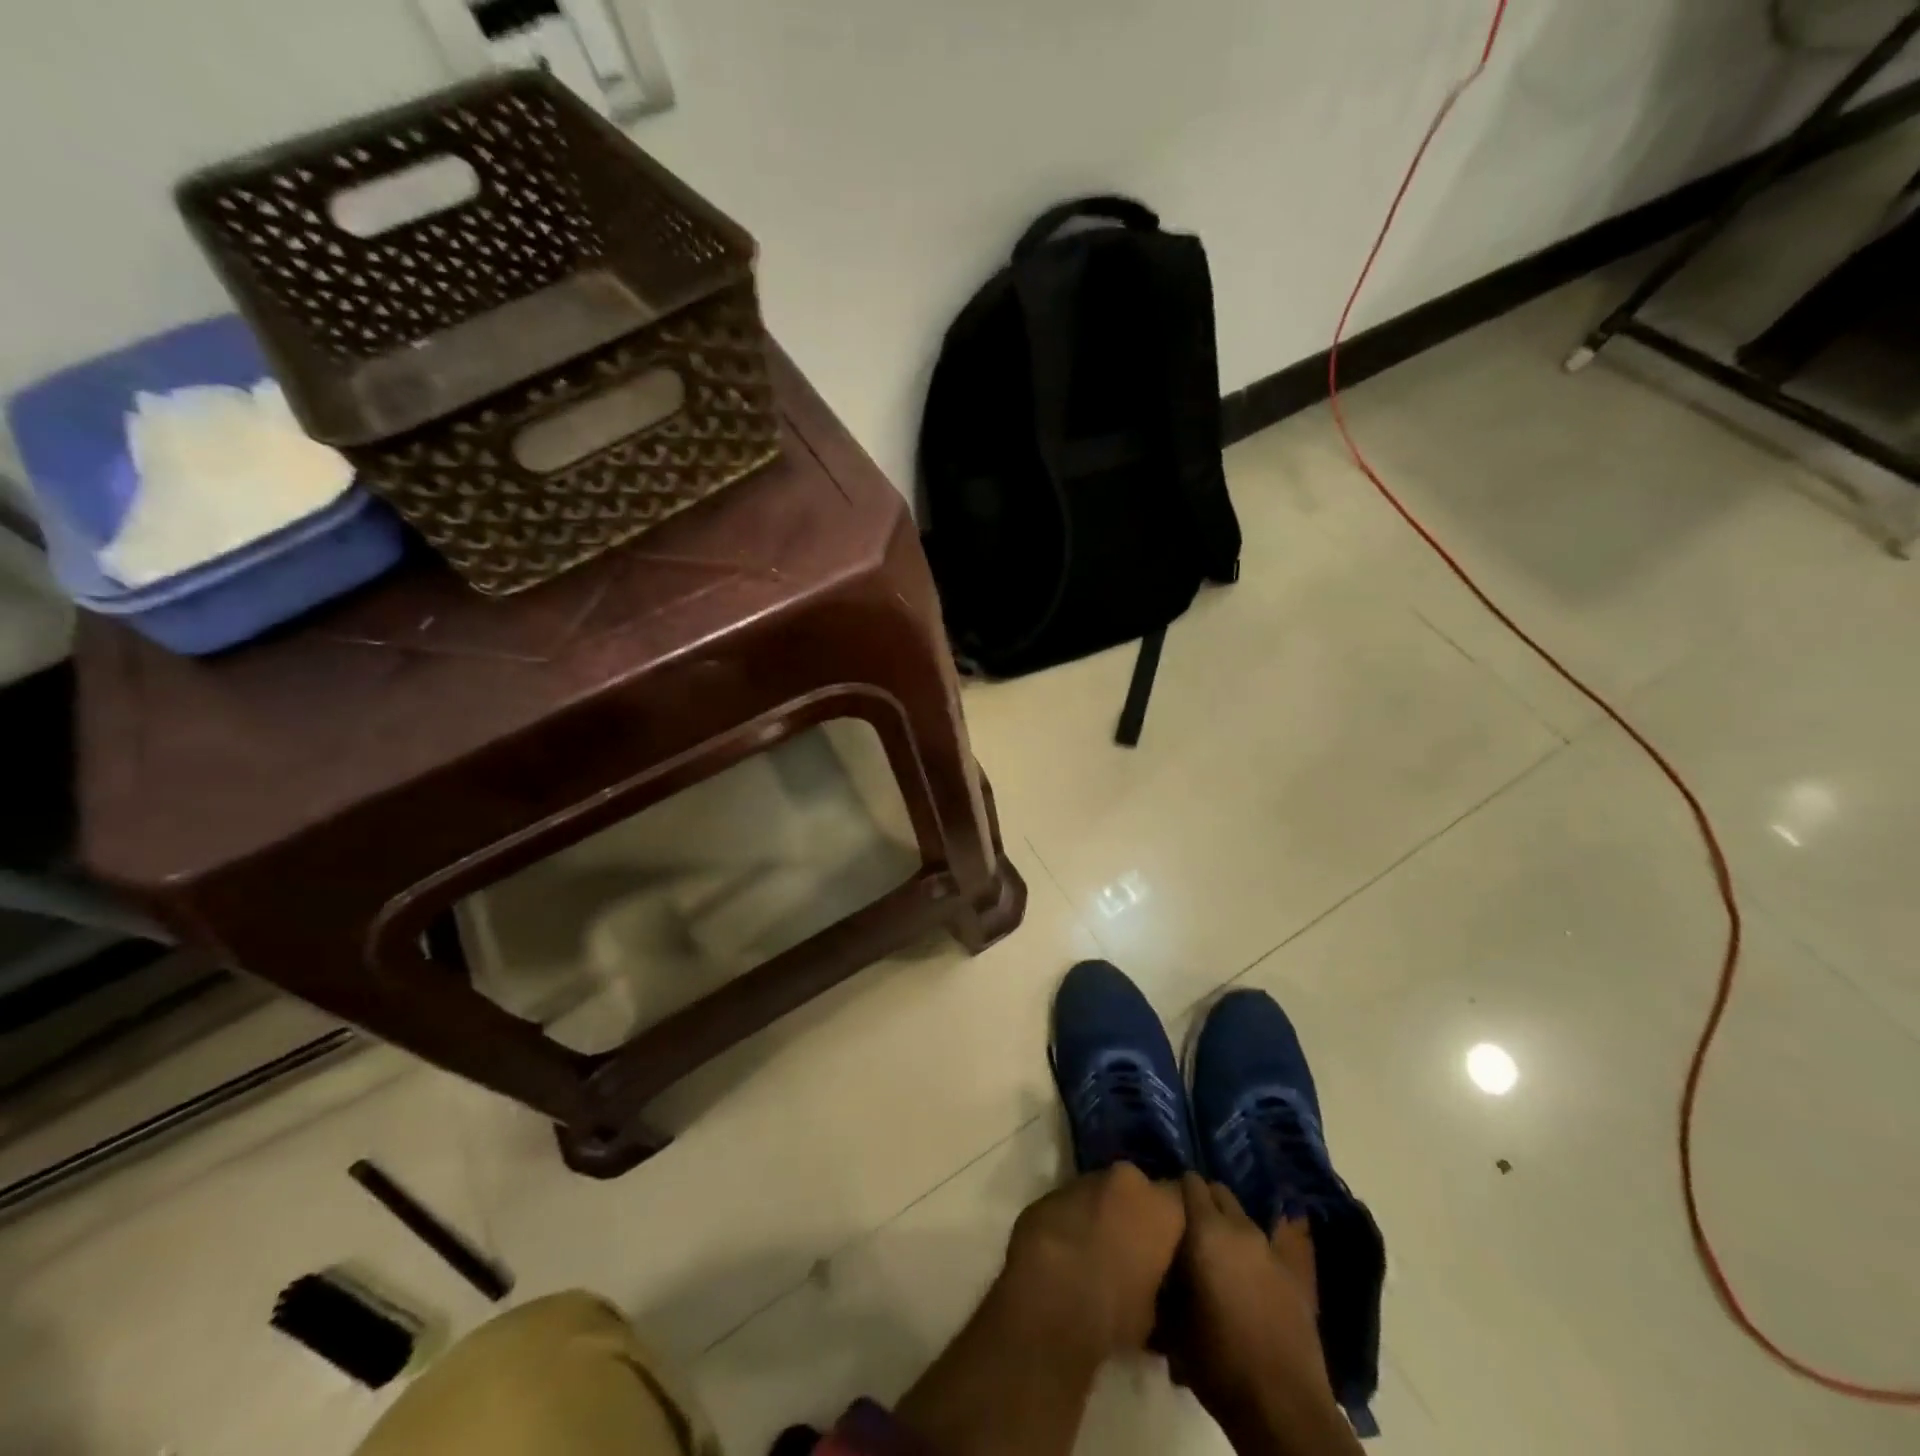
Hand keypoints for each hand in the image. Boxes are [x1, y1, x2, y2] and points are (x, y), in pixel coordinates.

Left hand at [998, 1162, 1185, 1359]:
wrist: (1046, 1296)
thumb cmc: (1114, 1310)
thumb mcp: (1155, 1314)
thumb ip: (1160, 1284)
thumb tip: (1154, 1285)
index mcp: (1160, 1205)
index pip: (1183, 1199)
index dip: (1177, 1222)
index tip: (1174, 1246)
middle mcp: (1125, 1180)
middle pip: (1138, 1190)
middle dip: (1136, 1213)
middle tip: (1134, 1251)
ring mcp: (1084, 1180)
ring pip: (1102, 1194)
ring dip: (1102, 1216)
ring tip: (1097, 1255)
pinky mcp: (1050, 1192)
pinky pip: (1072, 1204)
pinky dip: (1074, 1221)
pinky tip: (1068, 1254)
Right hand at [1168, 1174, 1347, 1448]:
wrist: (1282, 1407)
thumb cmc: (1218, 1361)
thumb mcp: (1172, 1321)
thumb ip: (1164, 1276)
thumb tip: (1156, 1257)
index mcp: (1207, 1230)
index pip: (1190, 1181)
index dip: (1176, 1189)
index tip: (1165, 1205)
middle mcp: (1241, 1227)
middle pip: (1219, 1192)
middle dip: (1204, 1201)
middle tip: (1189, 1227)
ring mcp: (1272, 1248)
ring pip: (1244, 1217)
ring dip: (1229, 1225)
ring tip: (1217, 1252)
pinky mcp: (1296, 1273)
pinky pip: (1269, 1244)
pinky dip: (1255, 1250)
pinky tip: (1248, 1272)